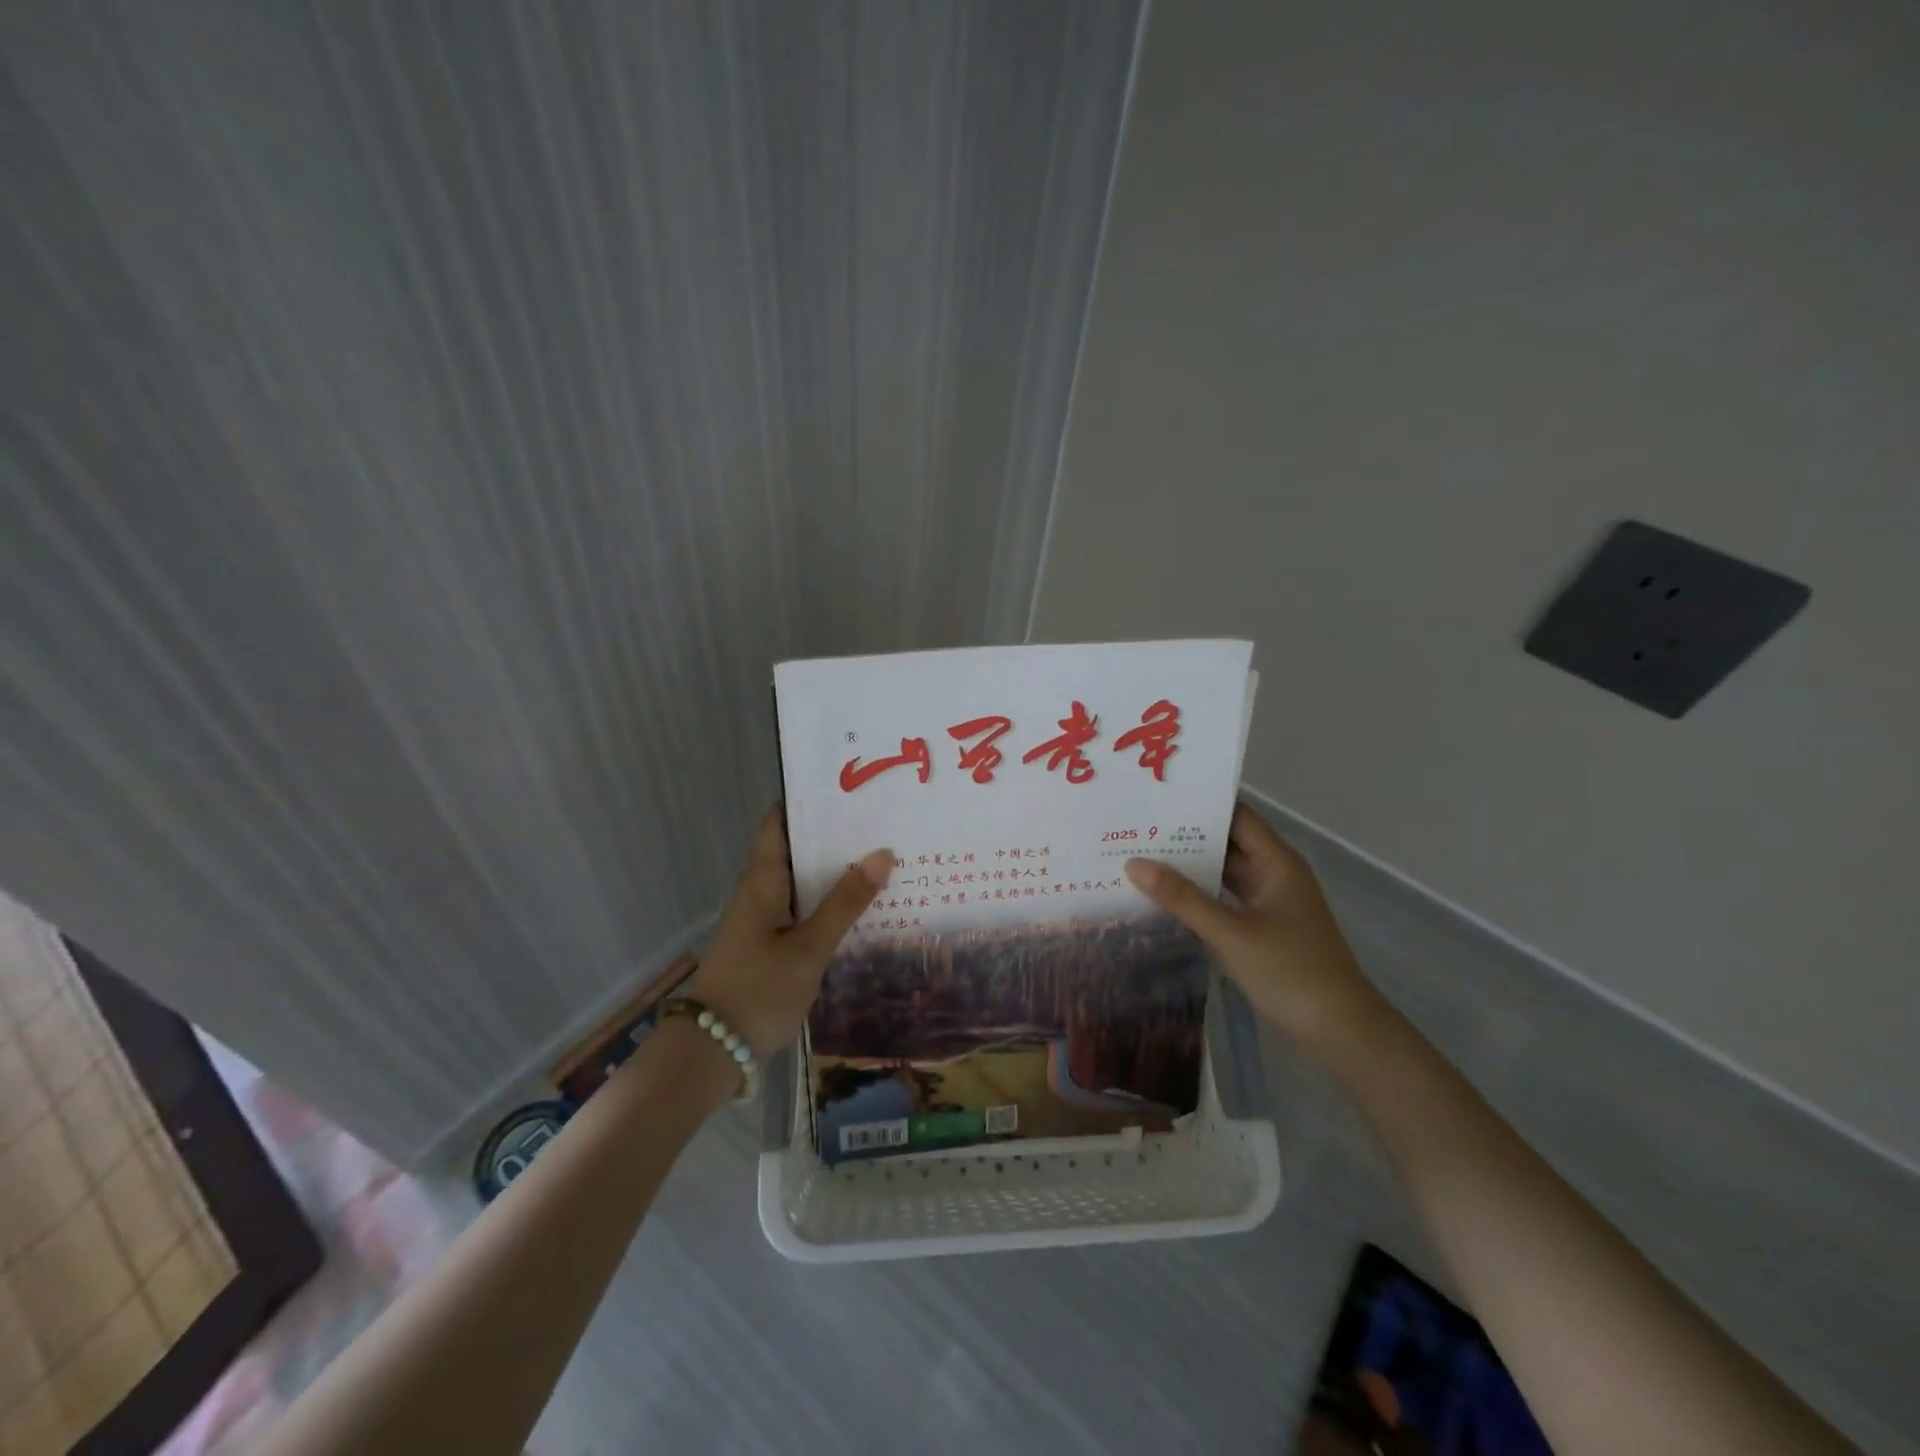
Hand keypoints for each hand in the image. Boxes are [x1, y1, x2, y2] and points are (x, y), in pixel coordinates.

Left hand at [688, 805, 891, 1057]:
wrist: (711, 1051)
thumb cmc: (759, 990)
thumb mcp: (810, 947)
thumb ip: (846, 902)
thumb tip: (883, 853)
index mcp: (762, 879)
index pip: (779, 821)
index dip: (809, 800)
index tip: (849, 788)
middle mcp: (759, 890)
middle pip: (795, 848)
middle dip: (834, 835)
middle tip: (882, 820)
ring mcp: (761, 917)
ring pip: (801, 880)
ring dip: (834, 869)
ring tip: (881, 855)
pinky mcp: (767, 942)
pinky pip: (801, 907)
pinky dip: (827, 900)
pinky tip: (860, 905)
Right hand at [1124, 803, 1381, 1053]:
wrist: (1340, 1030)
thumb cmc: (1290, 971)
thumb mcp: (1230, 933)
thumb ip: (1182, 898)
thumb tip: (1133, 864)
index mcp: (1276, 862)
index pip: (1236, 816)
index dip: (1201, 805)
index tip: (1158, 800)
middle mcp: (1274, 873)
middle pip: (1227, 842)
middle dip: (1186, 836)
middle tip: (1137, 828)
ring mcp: (1270, 902)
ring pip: (1225, 872)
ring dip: (1190, 867)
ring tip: (1141, 856)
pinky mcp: (1263, 927)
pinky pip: (1226, 899)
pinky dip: (1200, 895)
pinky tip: (1165, 896)